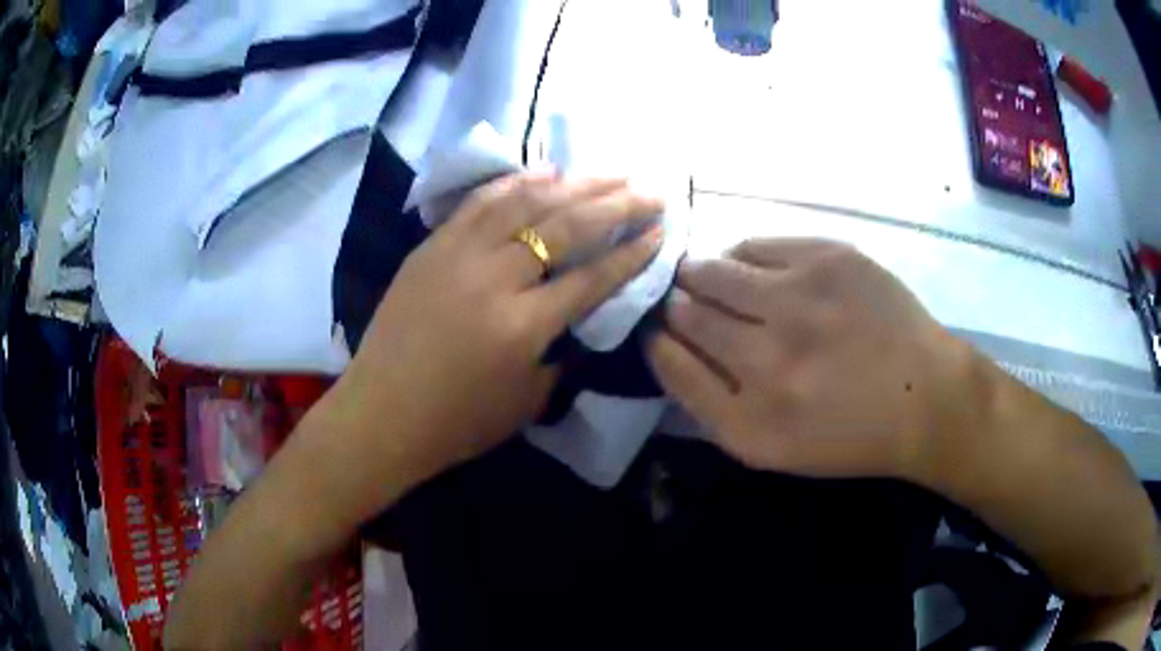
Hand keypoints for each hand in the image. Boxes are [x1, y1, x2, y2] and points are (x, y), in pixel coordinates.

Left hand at [333, 173, 664, 484]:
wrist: (381, 413)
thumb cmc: (456, 422)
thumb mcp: (526, 401)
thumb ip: (562, 353)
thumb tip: (583, 315)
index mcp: (523, 328)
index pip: (593, 277)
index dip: (632, 252)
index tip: (661, 230)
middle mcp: (495, 279)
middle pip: (568, 227)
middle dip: (618, 204)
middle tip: (652, 189)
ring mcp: (459, 254)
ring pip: (528, 202)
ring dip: (577, 182)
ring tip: (612, 172)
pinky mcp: (433, 245)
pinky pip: (482, 201)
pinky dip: (518, 181)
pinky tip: (547, 170)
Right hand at [647, 238, 970, 480]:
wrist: (925, 397)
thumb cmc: (847, 432)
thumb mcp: (771, 446)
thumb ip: (710, 403)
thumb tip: (666, 343)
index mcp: (750, 421)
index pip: (669, 362)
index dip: (656, 341)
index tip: (658, 331)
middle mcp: (769, 360)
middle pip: (685, 312)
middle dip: (675, 305)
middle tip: (684, 301)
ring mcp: (800, 301)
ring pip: (712, 270)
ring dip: (701, 275)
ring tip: (712, 279)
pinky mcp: (828, 259)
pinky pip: (754, 245)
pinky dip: (742, 258)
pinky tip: (756, 273)